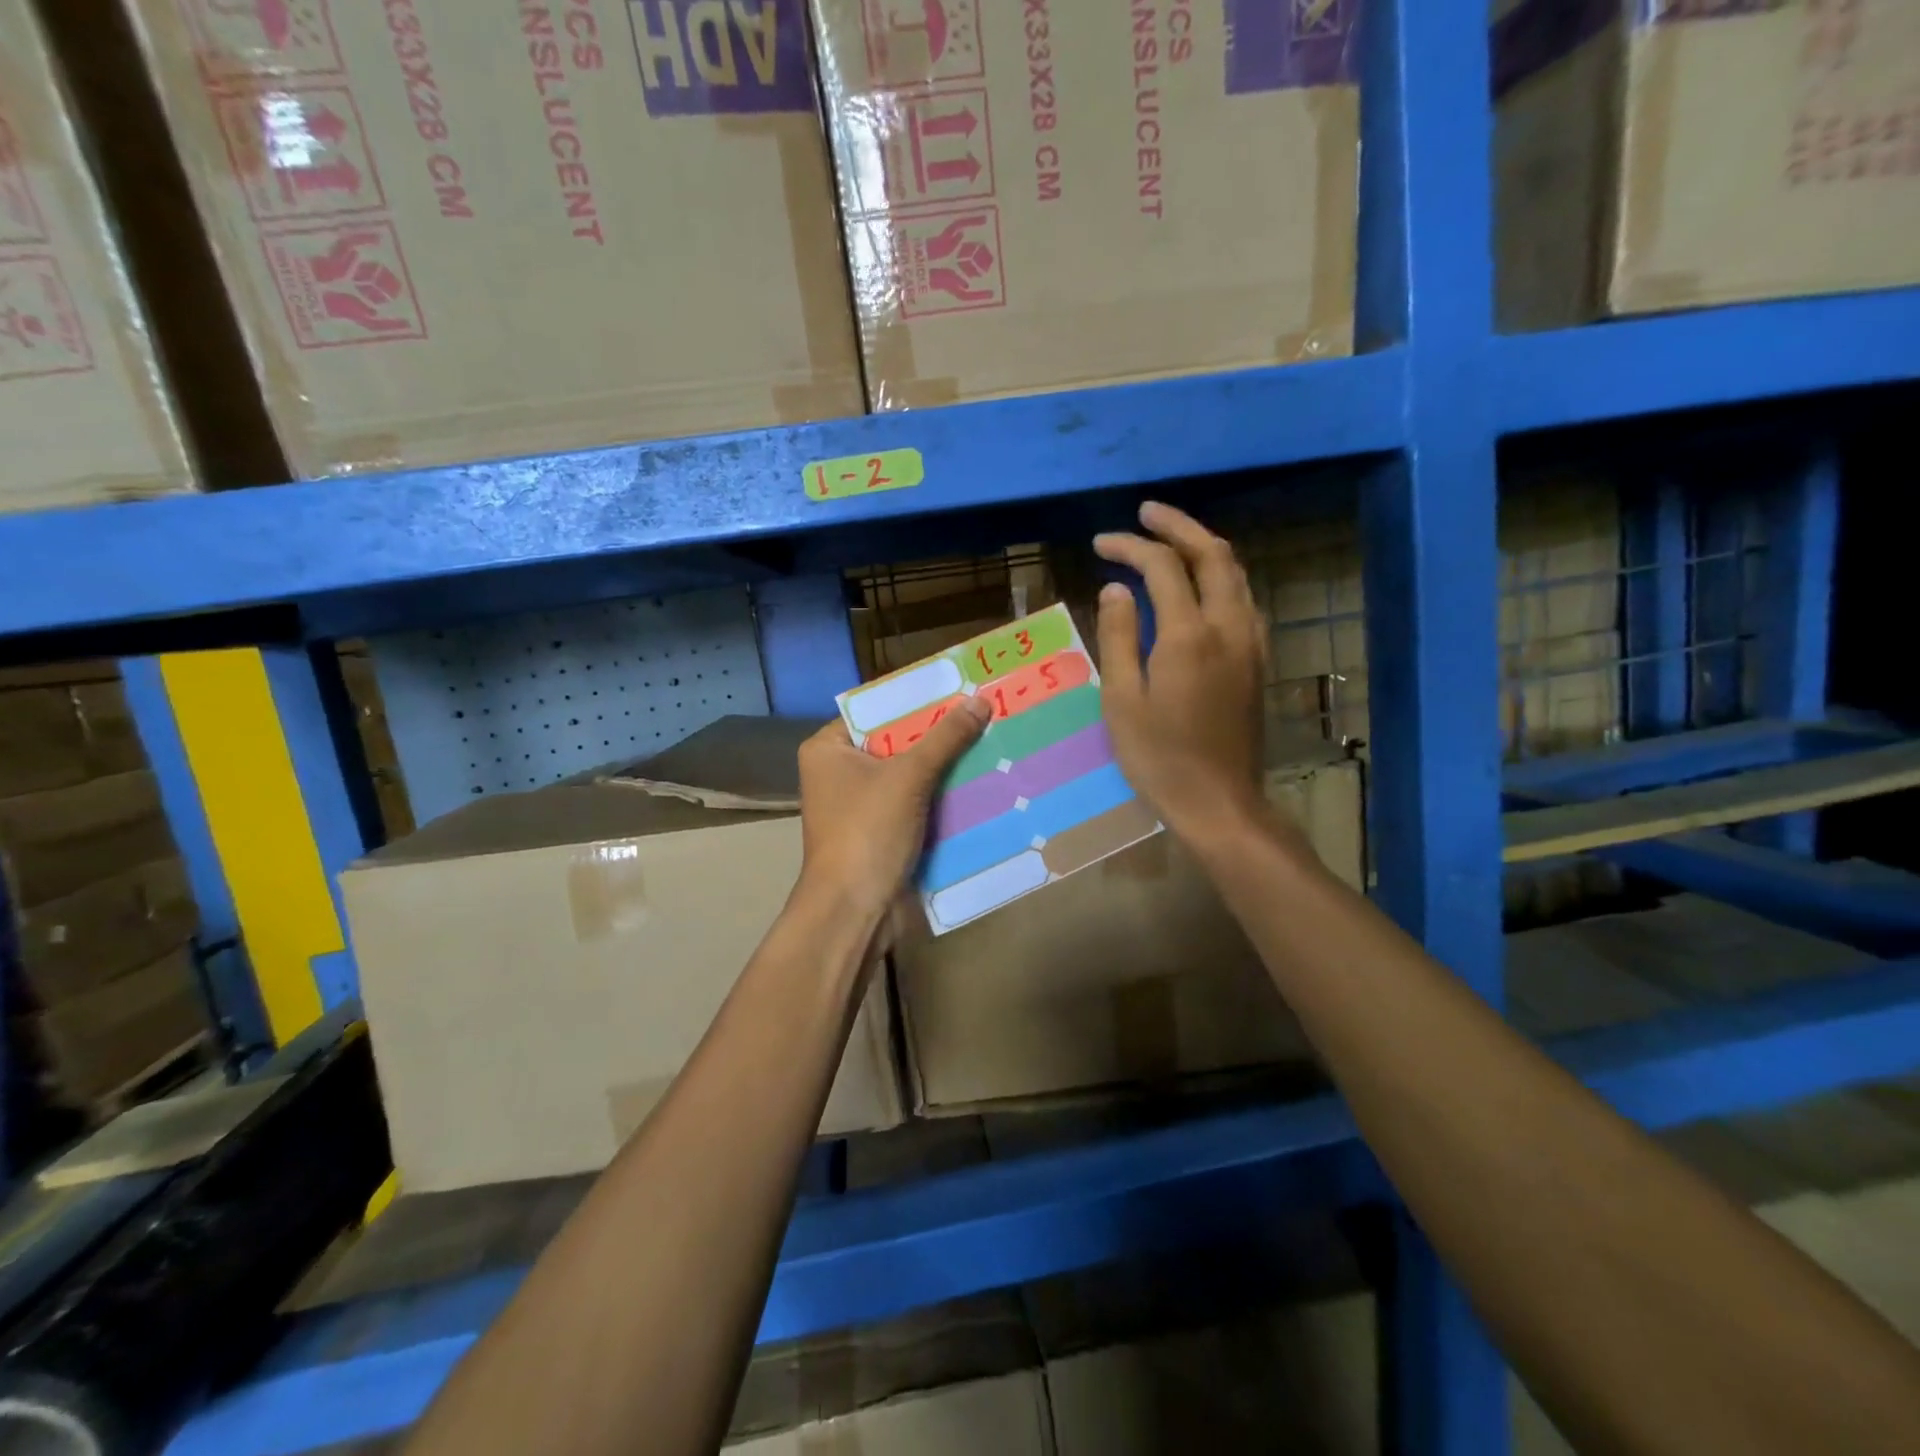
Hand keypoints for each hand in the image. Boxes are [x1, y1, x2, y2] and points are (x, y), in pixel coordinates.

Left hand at [796, 698, 991, 920]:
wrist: (855, 911)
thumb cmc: (868, 832)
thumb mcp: (909, 777)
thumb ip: (945, 738)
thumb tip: (980, 701)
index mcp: (828, 749)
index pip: (876, 711)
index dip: (917, 700)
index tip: (958, 688)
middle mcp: (839, 772)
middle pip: (896, 742)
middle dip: (938, 734)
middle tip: (982, 712)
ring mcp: (859, 805)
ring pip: (909, 774)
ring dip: (944, 766)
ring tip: (989, 740)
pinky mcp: (880, 831)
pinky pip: (914, 802)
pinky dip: (941, 796)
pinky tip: (979, 780)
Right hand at [1094, 501, 1268, 842]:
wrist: (1219, 801)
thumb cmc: (1159, 756)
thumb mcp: (1122, 699)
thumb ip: (1118, 636)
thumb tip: (1116, 588)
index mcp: (1189, 635)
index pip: (1162, 567)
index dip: (1130, 547)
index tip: (1100, 543)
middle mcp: (1228, 626)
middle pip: (1213, 554)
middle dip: (1178, 526)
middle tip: (1145, 514)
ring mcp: (1250, 642)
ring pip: (1235, 573)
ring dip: (1203, 547)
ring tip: (1170, 540)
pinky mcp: (1257, 659)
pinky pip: (1243, 598)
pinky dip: (1220, 576)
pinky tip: (1199, 585)